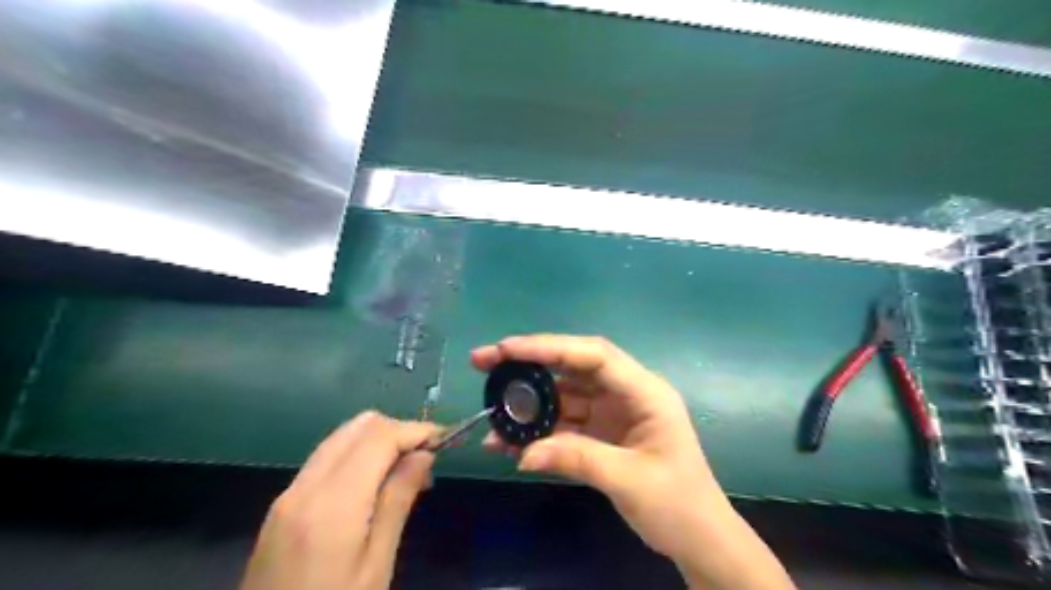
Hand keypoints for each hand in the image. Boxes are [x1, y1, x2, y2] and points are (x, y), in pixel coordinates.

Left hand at [240, 409, 438, 589]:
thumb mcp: (376, 566)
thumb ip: (398, 502)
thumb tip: (423, 455)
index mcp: (332, 504)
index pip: (379, 437)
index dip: (415, 430)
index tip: (443, 440)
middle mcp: (306, 486)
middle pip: (359, 427)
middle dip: (398, 430)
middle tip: (426, 457)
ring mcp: (289, 493)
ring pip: (342, 437)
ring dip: (379, 439)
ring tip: (406, 469)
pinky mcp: (282, 504)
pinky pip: (327, 457)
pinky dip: (358, 454)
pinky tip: (375, 482)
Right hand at [472, 336, 793, 589]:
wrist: (698, 538)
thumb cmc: (678, 505)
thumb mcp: (629, 480)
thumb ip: (577, 459)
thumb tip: (522, 454)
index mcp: (644, 392)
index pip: (593, 355)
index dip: (550, 347)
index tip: (507, 349)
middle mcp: (625, 393)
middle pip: (572, 366)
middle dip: (529, 363)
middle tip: (484, 361)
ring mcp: (611, 412)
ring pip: (563, 395)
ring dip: (528, 402)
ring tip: (490, 410)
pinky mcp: (601, 432)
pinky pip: (563, 423)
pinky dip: (537, 431)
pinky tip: (509, 442)